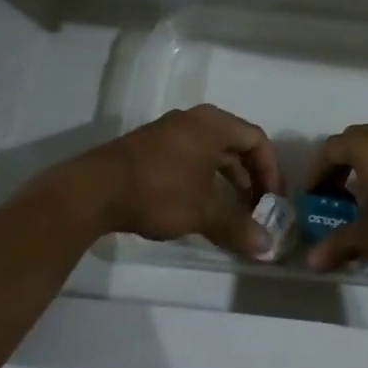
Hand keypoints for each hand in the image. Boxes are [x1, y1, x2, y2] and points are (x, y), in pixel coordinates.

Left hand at [94, 105, 283, 257]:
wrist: (95, 190)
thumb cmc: (159, 191)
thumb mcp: (203, 212)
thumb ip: (238, 226)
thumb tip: (267, 247)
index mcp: (213, 124)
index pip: (256, 139)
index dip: (271, 170)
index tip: (273, 200)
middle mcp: (194, 120)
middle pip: (235, 143)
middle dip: (251, 176)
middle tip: (258, 207)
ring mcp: (170, 131)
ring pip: (212, 151)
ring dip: (228, 179)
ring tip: (234, 210)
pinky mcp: (151, 147)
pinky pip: (191, 156)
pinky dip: (205, 177)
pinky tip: (200, 205)